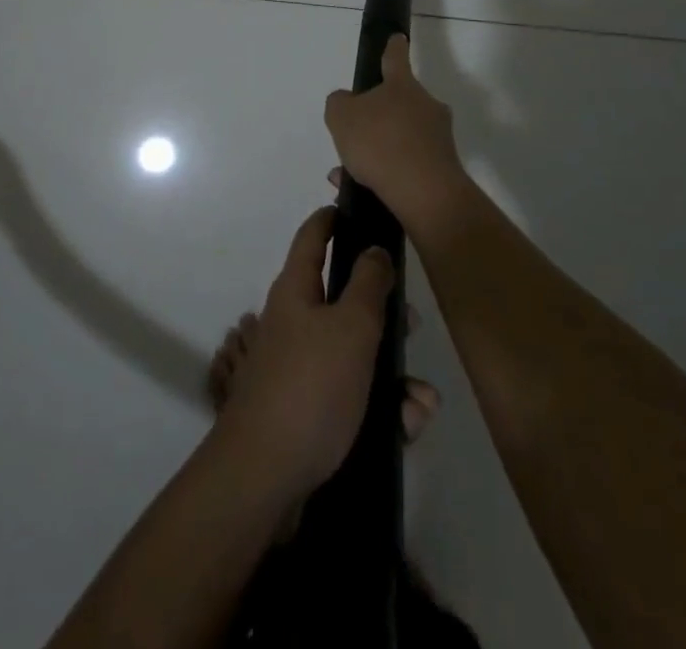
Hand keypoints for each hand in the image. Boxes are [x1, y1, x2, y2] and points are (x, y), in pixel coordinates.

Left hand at [216, 207, 393, 500]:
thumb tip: (373, 249)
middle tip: (411, 323)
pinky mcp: (312, 411)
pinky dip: (383, 409)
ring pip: (358, 355)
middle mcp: (297, 322)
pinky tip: (406, 427)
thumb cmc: (310, 386)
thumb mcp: (350, 327)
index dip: (332, 219)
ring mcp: (302, 368)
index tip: (356, 210)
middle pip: (344, 299)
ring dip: (394, 374)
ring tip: (420, 402)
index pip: (313, 238)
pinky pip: (356, 396)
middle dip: (383, 311)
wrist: (265, 476)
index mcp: (297, 291)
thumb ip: (368, 284)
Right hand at [324, 34, 465, 230]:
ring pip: (401, 137)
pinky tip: (363, 189)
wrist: (424, 193)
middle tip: (355, 134)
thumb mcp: (341, 116)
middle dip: (379, 116)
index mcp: (402, 85)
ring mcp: (438, 137)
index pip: (395, 58)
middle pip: (400, 102)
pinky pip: (408, 164)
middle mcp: (426, 105)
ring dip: (379, 150)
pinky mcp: (443, 168)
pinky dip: (388, 173)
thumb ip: (339, 103)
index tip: (398, 38)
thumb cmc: (380, 142)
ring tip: (349, 171)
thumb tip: (348, 102)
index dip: (393, 47)